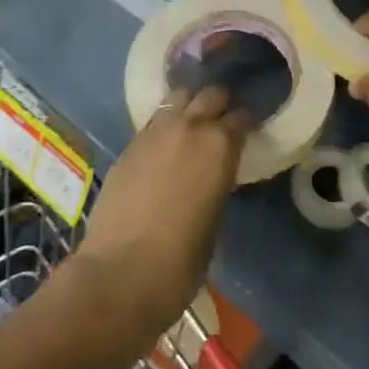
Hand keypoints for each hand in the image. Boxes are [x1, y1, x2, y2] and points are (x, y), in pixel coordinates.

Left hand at [70, 87, 249, 346]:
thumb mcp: (215, 220)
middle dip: (218, 103)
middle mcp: (189, 127)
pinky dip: (164, 125)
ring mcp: (155, 132)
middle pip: (210, 94)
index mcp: (220, 146)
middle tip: (221, 119)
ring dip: (188, 105)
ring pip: (178, 97)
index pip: (240, 118)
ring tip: (191, 122)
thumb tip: (211, 175)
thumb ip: (216, 183)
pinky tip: (163, 144)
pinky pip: (153, 121)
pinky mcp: (128, 145)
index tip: (247, 130)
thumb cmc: (181, 262)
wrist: (121, 274)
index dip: (245, 123)